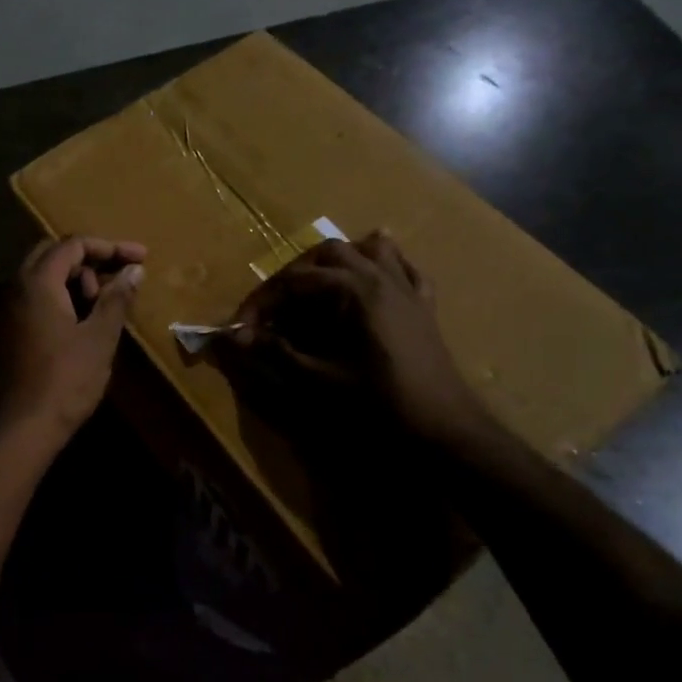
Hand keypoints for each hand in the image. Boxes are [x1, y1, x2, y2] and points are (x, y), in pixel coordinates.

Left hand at [0, 236, 146, 438]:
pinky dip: (62, 297)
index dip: (110, 247)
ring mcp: (8, 309)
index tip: (140, 258)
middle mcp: (16, 287)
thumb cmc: (66, 379)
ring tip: (102, 305)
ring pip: (44, 276)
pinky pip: (36, 297)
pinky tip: (83, 320)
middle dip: (90, 259)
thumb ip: (117, 298)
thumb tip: (134, 270)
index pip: (73, 244)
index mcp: (37, 282)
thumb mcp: (100, 336)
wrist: (23, 426)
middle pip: (54, 253)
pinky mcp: (9, 329)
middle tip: (118, 278)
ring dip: (76, 280)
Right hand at [229, 231, 492, 452]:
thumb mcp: (319, 379)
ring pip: (370, 250)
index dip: (262, 302)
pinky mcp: (424, 306)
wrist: (445, 430)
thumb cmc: (379, 404)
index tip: (241, 327)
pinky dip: (385, 266)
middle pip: (328, 253)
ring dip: (338, 261)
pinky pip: (405, 270)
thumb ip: (276, 352)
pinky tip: (374, 276)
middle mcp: (380, 277)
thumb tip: (236, 336)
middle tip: (275, 307)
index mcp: (354, 290)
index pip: (294, 281)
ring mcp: (406, 289)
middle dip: (294, 274)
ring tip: (316, 284)